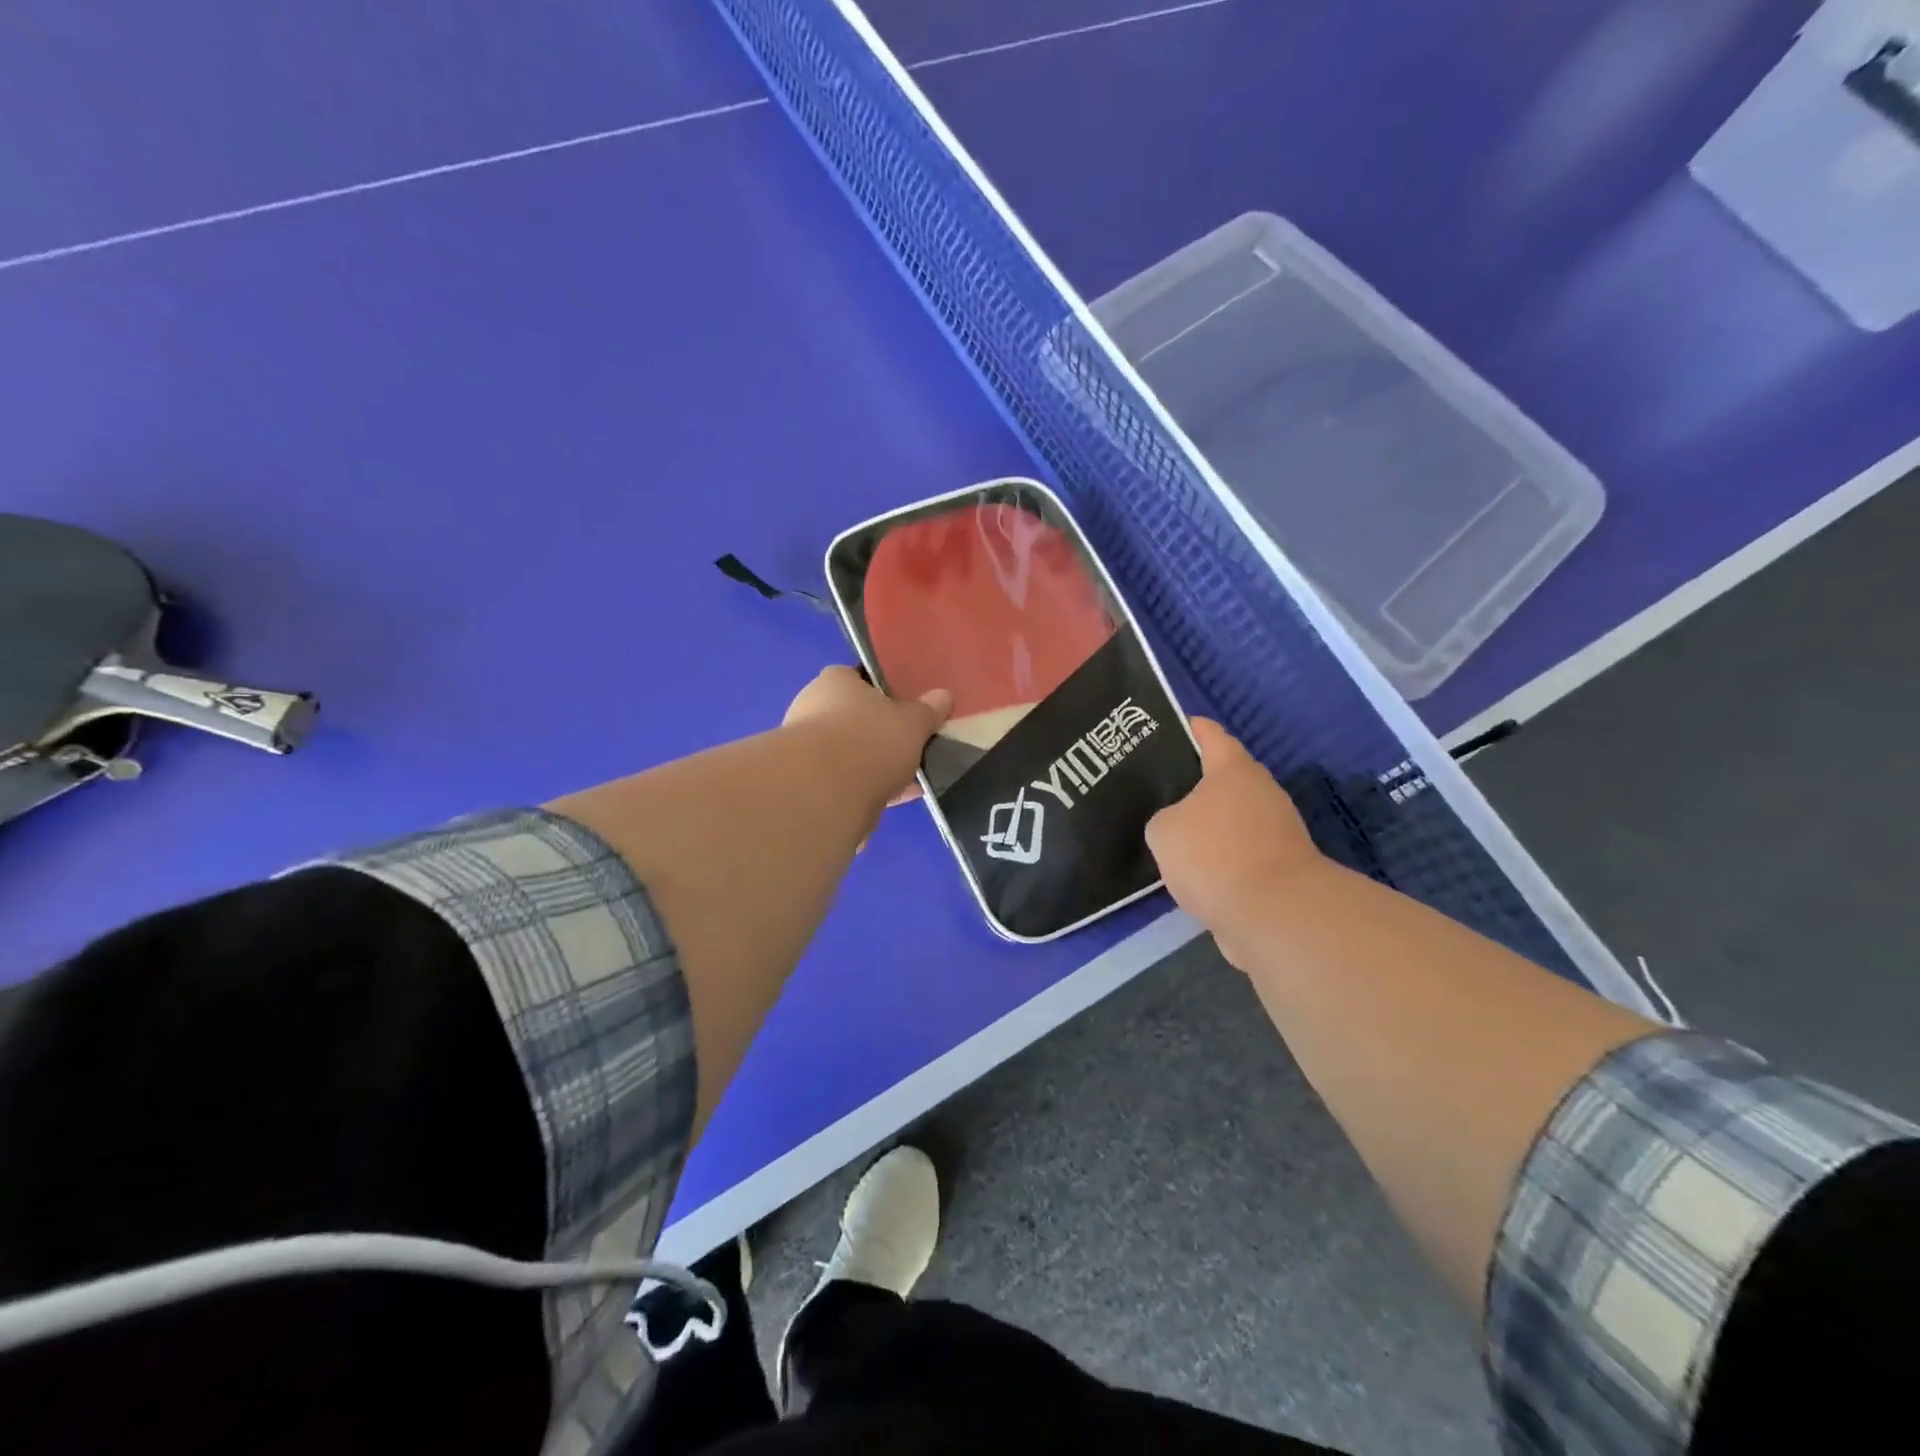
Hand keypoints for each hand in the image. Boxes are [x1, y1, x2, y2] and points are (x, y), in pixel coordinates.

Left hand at [782, 666, 952, 810]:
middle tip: (910, 748)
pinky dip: (865, 790)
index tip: (905, 710)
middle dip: (881, 735)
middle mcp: (813, 708)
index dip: (884, 692)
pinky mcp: (806, 783)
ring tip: (909, 782)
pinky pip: (843, 782)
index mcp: (835, 681)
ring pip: (849, 754)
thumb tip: (943, 696)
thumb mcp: (913, 722)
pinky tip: (891, 802)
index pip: (859, 678)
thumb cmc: (870, 740)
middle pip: (854, 719)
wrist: (823, 793)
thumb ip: (928, 710)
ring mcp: (805, 748)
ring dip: (874, 767)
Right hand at [1146, 719, 1323, 960]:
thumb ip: (1163, 818)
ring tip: (1166, 833)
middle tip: (1152, 787)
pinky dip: (1217, 858)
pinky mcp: (1277, 867)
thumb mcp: (1164, 830)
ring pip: (1229, 818)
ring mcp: (1275, 830)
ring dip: (1204, 825)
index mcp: (1233, 769)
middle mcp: (1260, 791)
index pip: (1209, 734)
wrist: (1273, 915)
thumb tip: (1177, 827)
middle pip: (1221, 777)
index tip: (1161, 728)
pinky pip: (1237, 852)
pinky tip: (1188, 870)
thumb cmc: (1214, 854)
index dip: (1186, 727)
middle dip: (1190, 782)